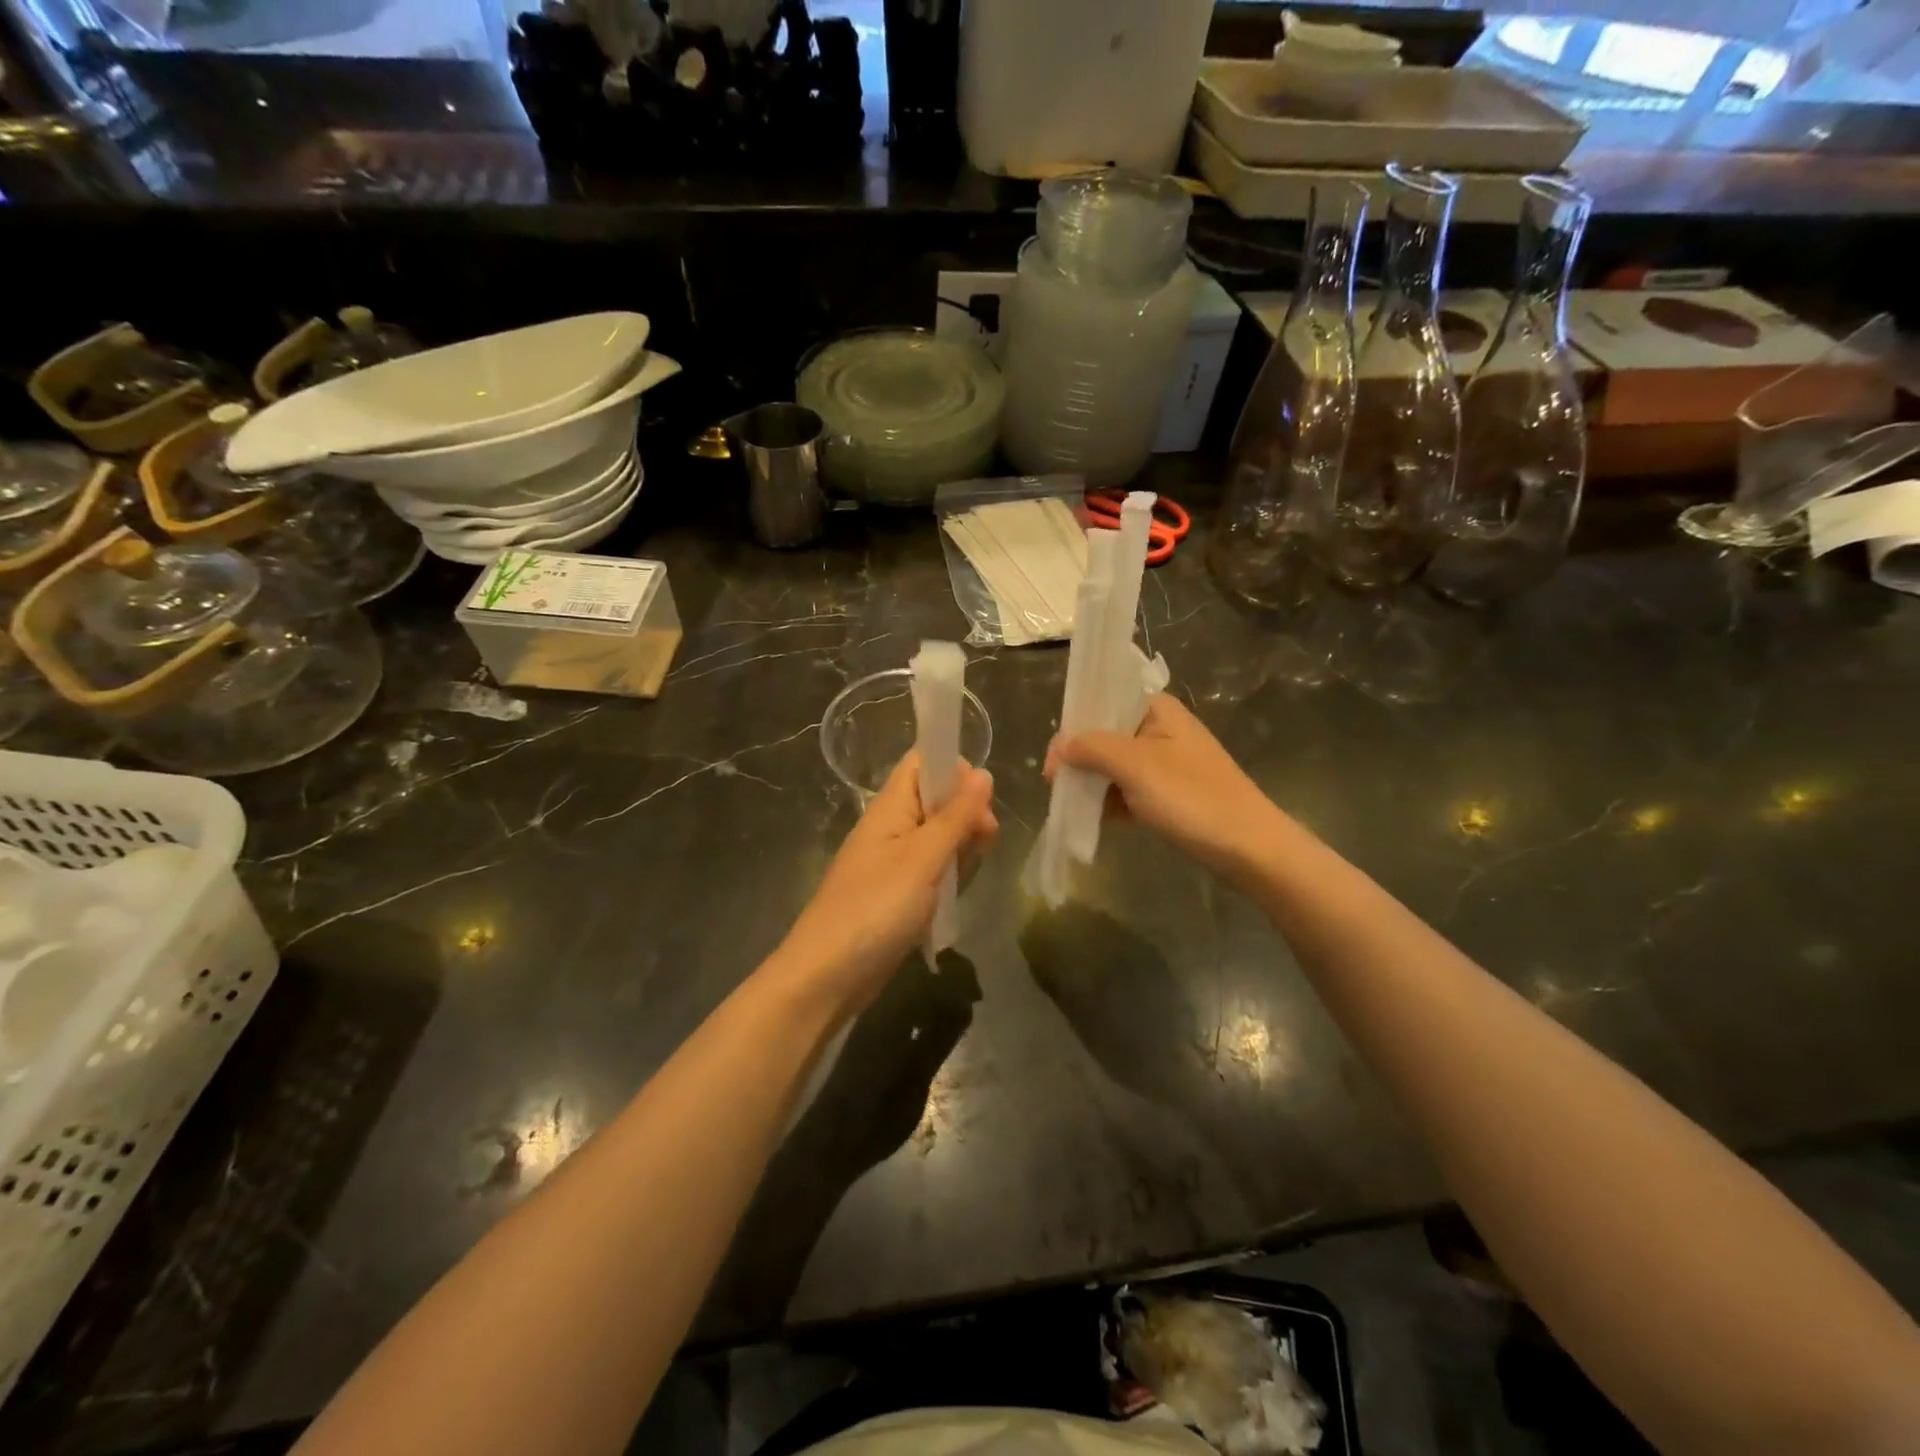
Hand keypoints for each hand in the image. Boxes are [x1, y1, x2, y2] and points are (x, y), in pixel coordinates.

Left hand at [771, 754, 997, 1015]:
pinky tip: (953, 897)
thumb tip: (983, 773)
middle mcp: (892, 826)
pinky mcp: (899, 892)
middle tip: (982, 842)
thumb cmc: (874, 909)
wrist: (827, 976)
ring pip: (940, 837)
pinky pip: (933, 870)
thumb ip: (955, 817)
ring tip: (963, 875)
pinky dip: (948, 877)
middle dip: (967, 814)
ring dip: (961, 849)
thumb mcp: (922, 859)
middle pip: (938, 799)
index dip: (955, 768)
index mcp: (890, 807)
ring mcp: (895, 861)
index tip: (979, 799)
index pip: (923, 762)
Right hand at [1045, 694, 1289, 885]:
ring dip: (1092, 781)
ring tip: (1070, 804)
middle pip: (1106, 734)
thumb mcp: (1136, 766)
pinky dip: (1110, 801)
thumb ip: (1093, 748)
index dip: (1075, 723)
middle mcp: (1161, 729)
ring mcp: (1166, 763)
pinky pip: (1128, 789)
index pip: (1104, 700)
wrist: (1249, 848)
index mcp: (1158, 709)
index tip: (1054, 759)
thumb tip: (1061, 745)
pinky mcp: (1169, 793)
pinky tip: (1093, 819)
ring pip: (1114, 764)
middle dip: (1079, 757)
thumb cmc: (1192, 798)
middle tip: (1056, 785)